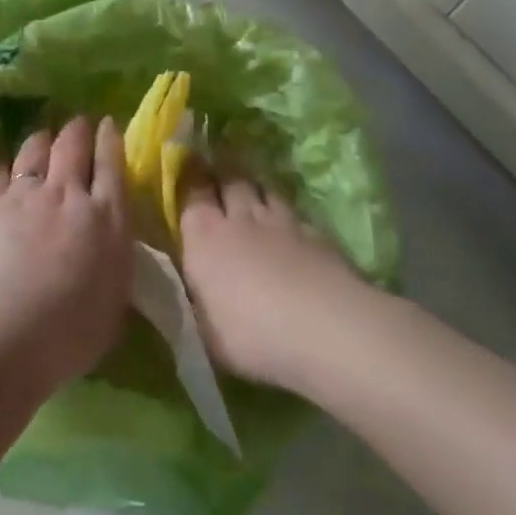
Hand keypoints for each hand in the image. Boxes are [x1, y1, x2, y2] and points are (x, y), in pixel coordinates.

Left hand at [0, 116, 133, 387]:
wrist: (1, 328)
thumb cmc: (68, 332)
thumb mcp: (112, 305)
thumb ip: (111, 268)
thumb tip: (108, 254)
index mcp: (107, 220)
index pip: (112, 167)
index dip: (110, 141)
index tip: (107, 124)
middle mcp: (67, 195)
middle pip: (73, 147)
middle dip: (77, 130)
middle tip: (77, 123)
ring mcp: (23, 194)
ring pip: (34, 151)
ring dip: (41, 140)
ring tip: (42, 138)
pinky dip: (4, 172)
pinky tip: (2, 174)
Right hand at [177, 168, 361, 387]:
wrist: (326, 329)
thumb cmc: (252, 334)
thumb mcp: (207, 331)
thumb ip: (198, 302)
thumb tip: (194, 293)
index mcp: (203, 236)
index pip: (192, 193)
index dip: (191, 185)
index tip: (189, 182)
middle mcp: (239, 218)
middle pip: (230, 181)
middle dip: (224, 180)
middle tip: (220, 186)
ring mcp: (281, 221)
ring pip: (264, 190)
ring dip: (256, 192)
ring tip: (254, 201)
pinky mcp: (317, 233)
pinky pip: (295, 214)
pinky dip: (288, 218)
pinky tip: (290, 231)